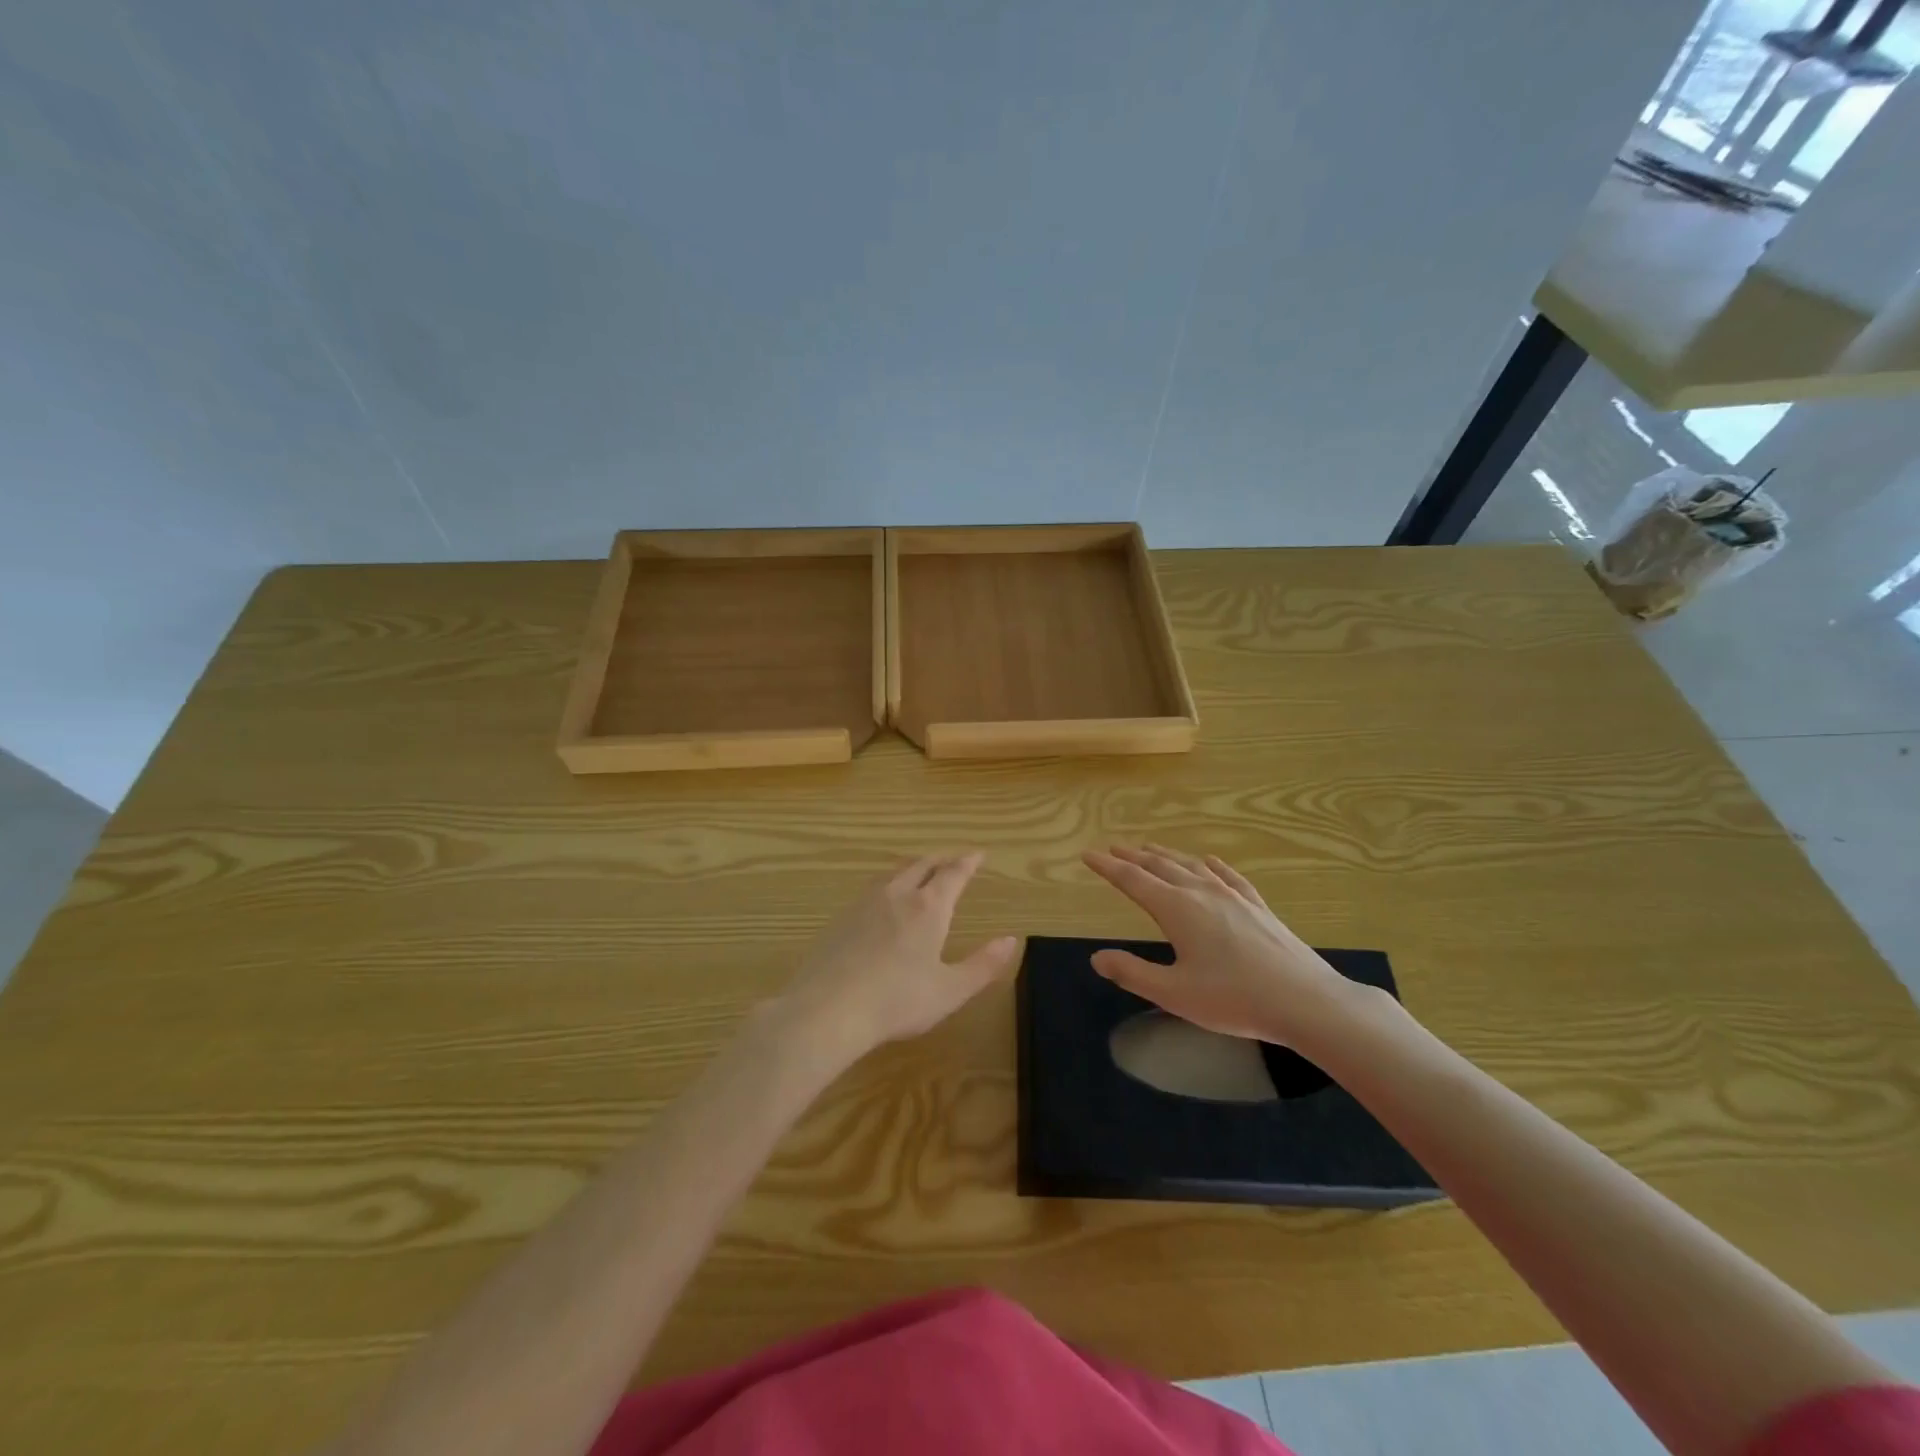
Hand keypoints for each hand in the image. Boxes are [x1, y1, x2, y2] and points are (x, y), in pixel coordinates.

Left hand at [771, 853, 1018, 1063]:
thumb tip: (1011, 940)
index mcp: (928, 908)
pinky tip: (884, 900)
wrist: (827, 1010)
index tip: (978, 854)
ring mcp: (864, 904)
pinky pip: (872, 888)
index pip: (952, 874)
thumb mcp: (950, 990)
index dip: (968, 862)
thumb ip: (983, 965)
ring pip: (894, 873)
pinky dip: (889, 883)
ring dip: (913, 867)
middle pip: (922, 864)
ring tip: (921, 871)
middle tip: (953, 860)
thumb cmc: (897, 1002)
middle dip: (941, 859)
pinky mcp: (841, 918)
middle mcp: (897, 895)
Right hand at [1082, 845, 1363, 1047]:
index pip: (1133, 880)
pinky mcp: (1257, 906)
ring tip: (1150, 849)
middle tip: (1113, 848)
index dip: (1107, 867)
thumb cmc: (1233, 999)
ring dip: (1166, 856)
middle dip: (1133, 857)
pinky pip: (1228, 876)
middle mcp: (1201, 893)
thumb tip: (1096, 957)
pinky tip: (1209, 861)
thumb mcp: (1173, 993)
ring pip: (1191, 866)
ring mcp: (1233, 896)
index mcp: (1176, 909)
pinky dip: (1211, 865)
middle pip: (1160, 866)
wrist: (1305, 1000)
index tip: (1088, 855)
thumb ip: (1132, 973)